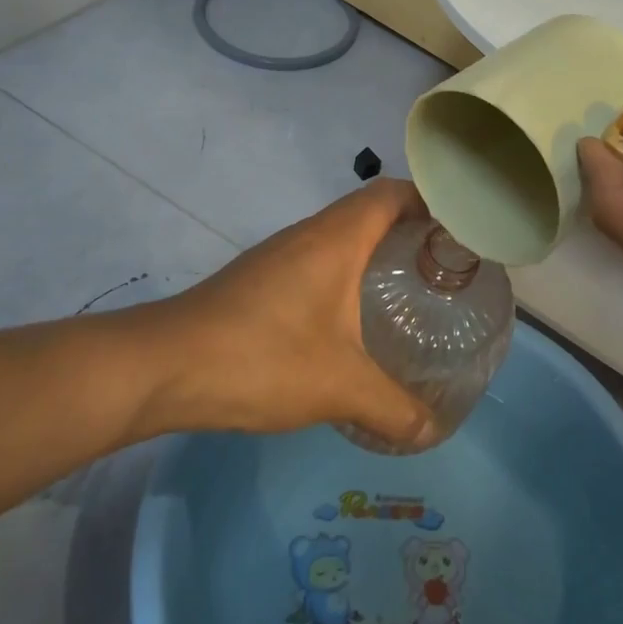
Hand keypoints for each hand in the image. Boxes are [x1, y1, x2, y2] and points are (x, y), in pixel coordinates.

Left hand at [125, 178, 436, 447]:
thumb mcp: (339, 387)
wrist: (163, 367)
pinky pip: (317, 261)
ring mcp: (280, 255)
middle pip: (370, 211)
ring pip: (341, 237)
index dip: (430, 203)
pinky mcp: (260, 279)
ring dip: (375, 254)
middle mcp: (310, 234)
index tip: (459, 235)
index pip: (393, 193)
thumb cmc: (261, 357)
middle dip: (410, 233)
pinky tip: (352, 321)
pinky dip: (345, 276)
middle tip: (444, 272)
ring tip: (408, 294)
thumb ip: (393, 408)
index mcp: (337, 239)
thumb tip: (431, 430)